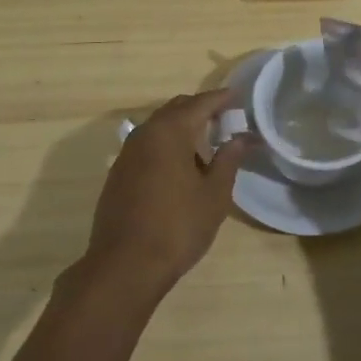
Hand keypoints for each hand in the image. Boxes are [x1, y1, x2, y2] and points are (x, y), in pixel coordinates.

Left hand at [83, 89, 249, 297]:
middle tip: (225, 119)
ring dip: (182, 128)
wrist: (125, 265)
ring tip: (205, 143)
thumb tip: (242, 137)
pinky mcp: (118, 173)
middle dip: (200, 109)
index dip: (221, 98)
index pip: (200, 103)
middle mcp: (145, 133)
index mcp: (170, 131)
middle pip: (176, 109)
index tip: (238, 96)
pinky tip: (179, 167)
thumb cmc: (178, 226)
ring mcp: (127, 153)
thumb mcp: (214, 194)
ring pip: (159, 127)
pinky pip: (147, 146)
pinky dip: (166, 145)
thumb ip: (229, 160)